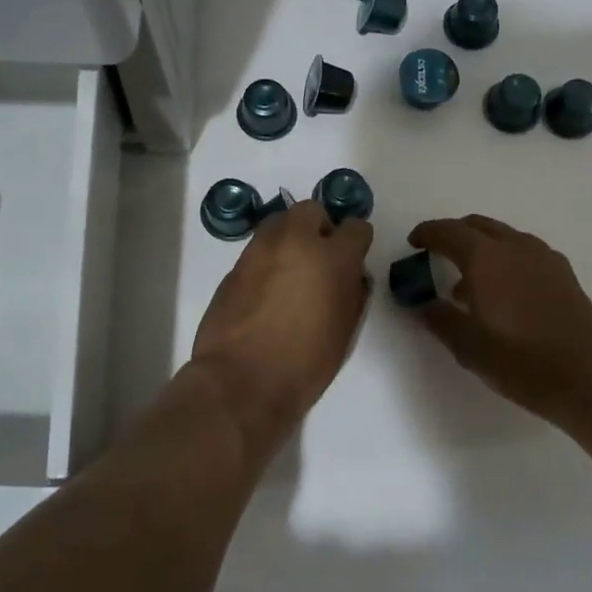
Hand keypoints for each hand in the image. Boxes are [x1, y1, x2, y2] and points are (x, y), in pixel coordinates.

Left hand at [191, 200, 371, 459]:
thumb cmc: (305, 364)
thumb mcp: (345, 330)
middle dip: (318, 227)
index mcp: (333, 258)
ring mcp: (260, 250)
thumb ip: (352, 292)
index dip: (356, 242)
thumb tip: (351, 275)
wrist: (242, 381)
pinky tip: (266, 288)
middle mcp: (296, 242)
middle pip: (311, 210)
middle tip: (319, 257)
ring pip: (279, 222)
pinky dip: (267, 258)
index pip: (356, 228)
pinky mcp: (234, 265)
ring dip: (290, 238)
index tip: (352, 259)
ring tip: (290, 270)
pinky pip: (258, 248)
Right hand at [405, 215, 591, 423]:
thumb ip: (439, 318)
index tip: (413, 242)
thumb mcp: (468, 346)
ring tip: (468, 282)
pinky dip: (505, 258)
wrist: (589, 376)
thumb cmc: (521, 361)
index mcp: (485, 258)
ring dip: (481, 248)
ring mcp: (543, 257)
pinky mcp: (563, 272)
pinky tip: (504, 292)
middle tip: (437, 254)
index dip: (427, 233)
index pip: (448, 232)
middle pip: (477, 226)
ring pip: (504, 237)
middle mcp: (514, 246)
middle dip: (454, 234)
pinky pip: (524, 252)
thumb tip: (421, 303)